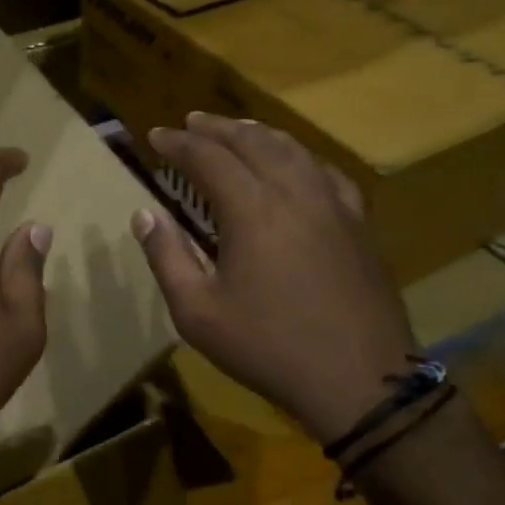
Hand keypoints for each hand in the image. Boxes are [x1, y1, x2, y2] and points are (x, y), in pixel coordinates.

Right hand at [132, 113, 416, 444]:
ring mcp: (333, 206)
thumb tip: (144, 214)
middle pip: (252, 141)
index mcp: (252, 210)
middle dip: (217, 128)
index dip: (179, 143)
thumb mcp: (198, 313)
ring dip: (258, 133)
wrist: (360, 381)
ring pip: (292, 150)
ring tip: (236, 128)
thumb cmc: (269, 347)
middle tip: (191, 122)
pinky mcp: (358, 224)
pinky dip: (301, 157)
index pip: (208, 157)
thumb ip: (167, 257)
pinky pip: (326, 172)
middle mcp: (294, 193)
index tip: (156, 136)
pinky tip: (296, 163)